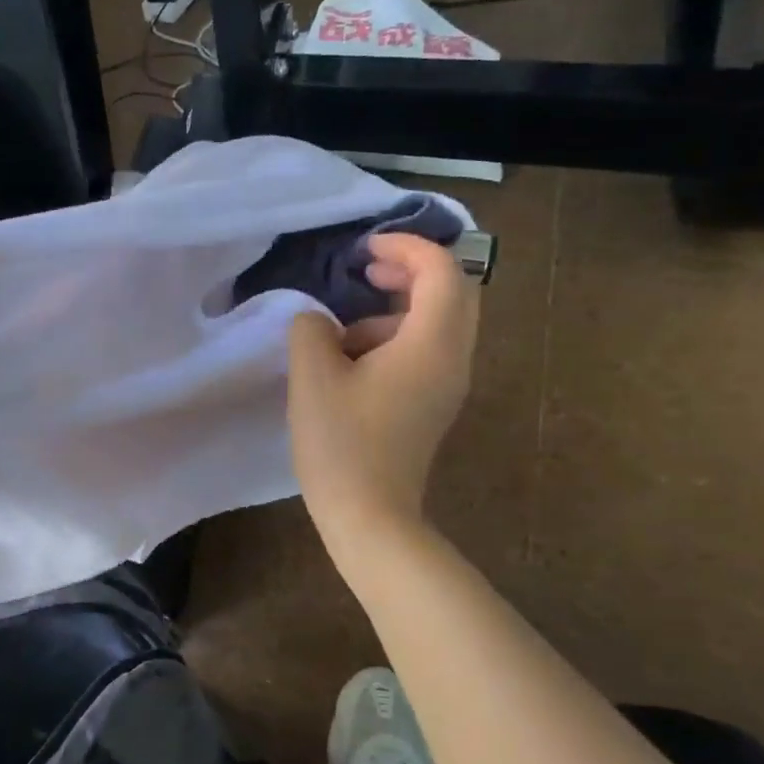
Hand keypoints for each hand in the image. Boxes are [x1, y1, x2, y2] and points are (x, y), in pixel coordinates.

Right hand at [287, 232, 478, 550]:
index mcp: (431, 344)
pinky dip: (396, 338)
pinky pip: (427, 351)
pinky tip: (352, 364)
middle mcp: (453, 358)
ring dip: (397, 309)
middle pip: (453, 292)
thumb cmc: (341, 443)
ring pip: (438, 323)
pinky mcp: (433, 405)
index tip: (363, 249)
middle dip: (411, 270)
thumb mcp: (312, 376)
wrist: (370, 517)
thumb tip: (318, 323)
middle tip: (366, 269)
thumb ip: (311, 329)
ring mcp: (448, 385)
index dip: (406, 246)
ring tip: (344, 330)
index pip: (441, 271)